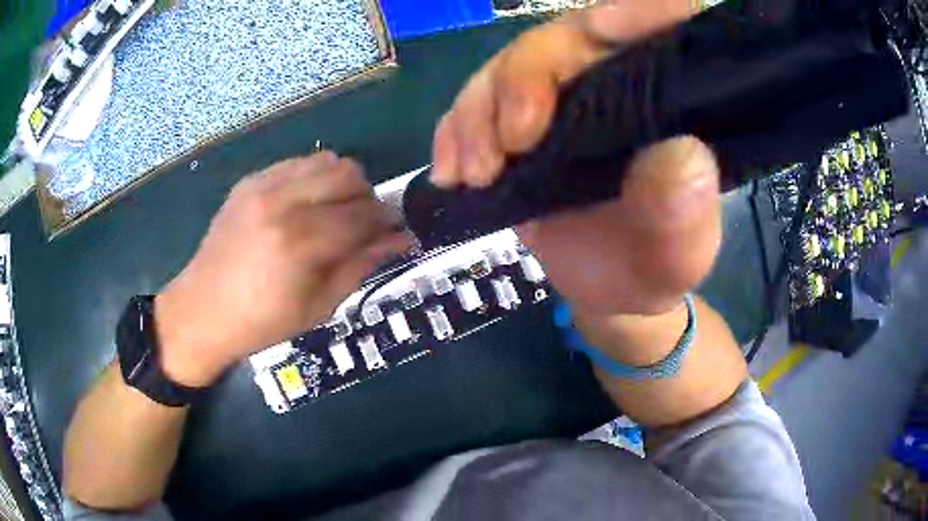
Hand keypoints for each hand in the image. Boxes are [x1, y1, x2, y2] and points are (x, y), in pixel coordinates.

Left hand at [153, 152, 411, 386]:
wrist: (202, 310)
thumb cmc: (261, 322)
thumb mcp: (318, 306)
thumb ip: (361, 266)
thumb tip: (400, 240)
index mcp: (299, 243)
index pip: (363, 214)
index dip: (387, 221)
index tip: (396, 231)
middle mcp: (282, 203)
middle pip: (349, 175)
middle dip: (368, 198)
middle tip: (364, 226)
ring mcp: (262, 186)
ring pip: (327, 160)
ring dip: (343, 184)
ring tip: (336, 213)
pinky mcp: (250, 181)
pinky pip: (298, 163)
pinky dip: (314, 179)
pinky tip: (307, 206)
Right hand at [431, 2, 717, 316]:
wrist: (611, 291)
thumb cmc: (653, 267)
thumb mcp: (678, 255)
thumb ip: (685, 214)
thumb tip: (681, 155)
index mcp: (670, 101)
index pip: (661, 23)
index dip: (636, 11)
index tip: (603, 31)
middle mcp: (617, 82)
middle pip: (565, 39)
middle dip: (526, 79)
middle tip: (510, 145)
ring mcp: (563, 98)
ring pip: (509, 67)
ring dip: (479, 112)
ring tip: (475, 173)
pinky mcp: (519, 121)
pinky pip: (475, 104)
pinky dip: (455, 132)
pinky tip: (451, 170)